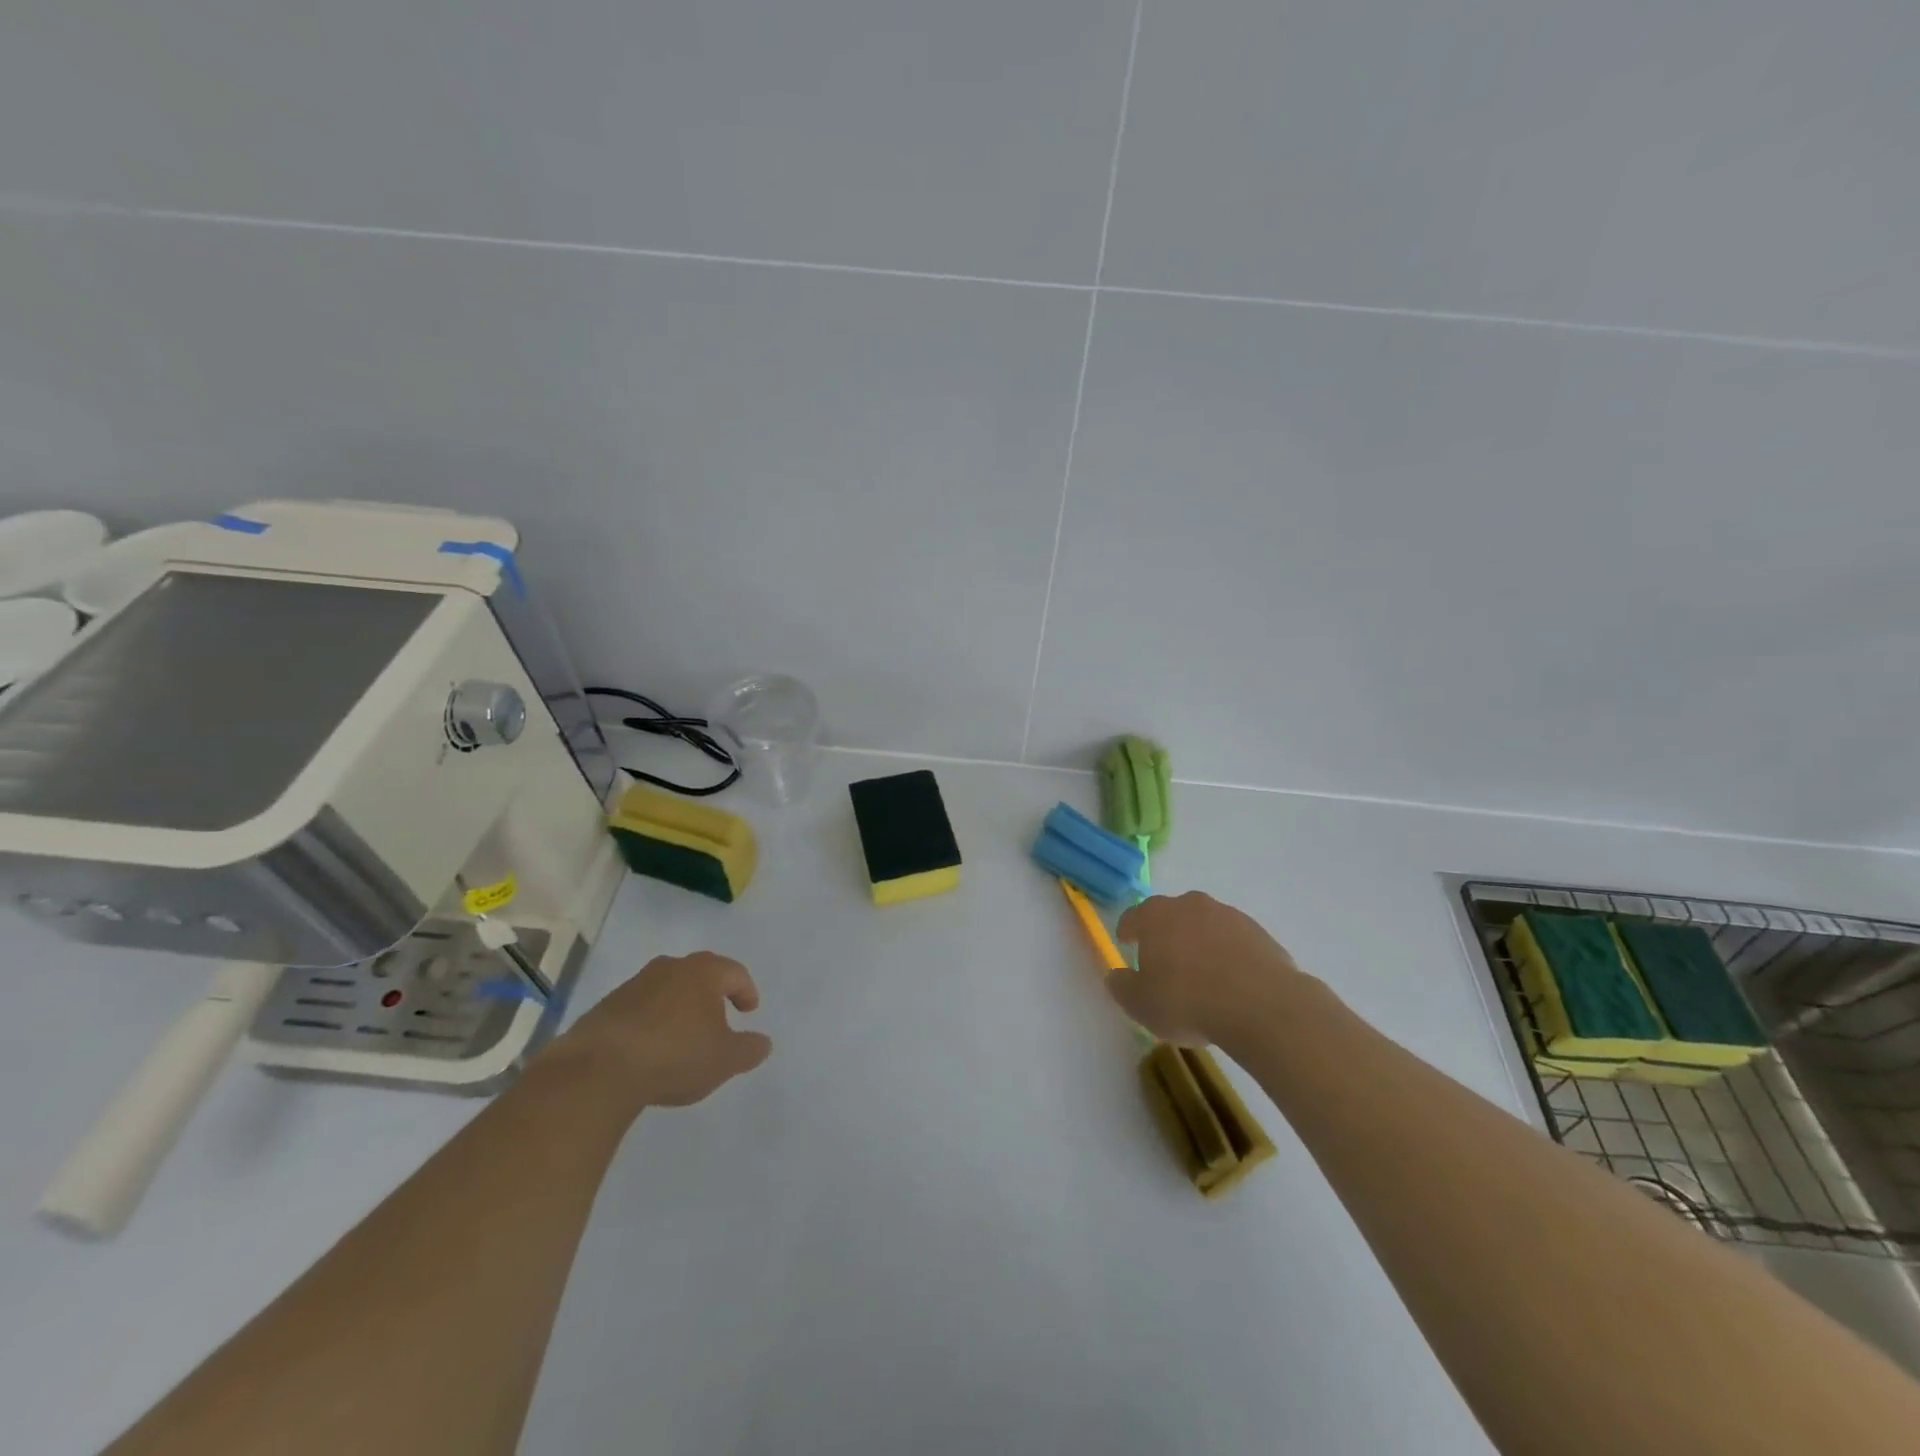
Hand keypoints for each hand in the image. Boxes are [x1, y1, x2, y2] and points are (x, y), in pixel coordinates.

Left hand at [550, 952, 771, 1110]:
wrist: (598, 1071)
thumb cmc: (675, 1055)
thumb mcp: (725, 1059)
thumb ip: (749, 1049)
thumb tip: (763, 1042)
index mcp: (703, 972)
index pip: (734, 973)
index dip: (746, 991)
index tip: (749, 1011)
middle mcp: (669, 968)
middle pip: (699, 975)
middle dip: (711, 995)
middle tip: (719, 1018)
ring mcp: (633, 986)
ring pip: (667, 991)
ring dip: (678, 1009)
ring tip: (683, 1038)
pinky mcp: (605, 1008)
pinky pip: (640, 1010)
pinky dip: (651, 1023)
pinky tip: (650, 1051)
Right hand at [1108, 892, 1314, 1050]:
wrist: (1261, 1006)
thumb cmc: (1188, 1001)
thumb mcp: (1141, 1004)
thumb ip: (1122, 987)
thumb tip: (1116, 976)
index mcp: (1156, 915)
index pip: (1133, 916)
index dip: (1127, 930)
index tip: (1126, 942)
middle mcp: (1190, 905)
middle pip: (1171, 915)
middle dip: (1166, 933)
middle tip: (1165, 961)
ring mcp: (1228, 915)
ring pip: (1205, 926)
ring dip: (1200, 943)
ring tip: (1202, 976)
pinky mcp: (1259, 932)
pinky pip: (1234, 941)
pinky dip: (1229, 955)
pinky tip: (1232, 983)